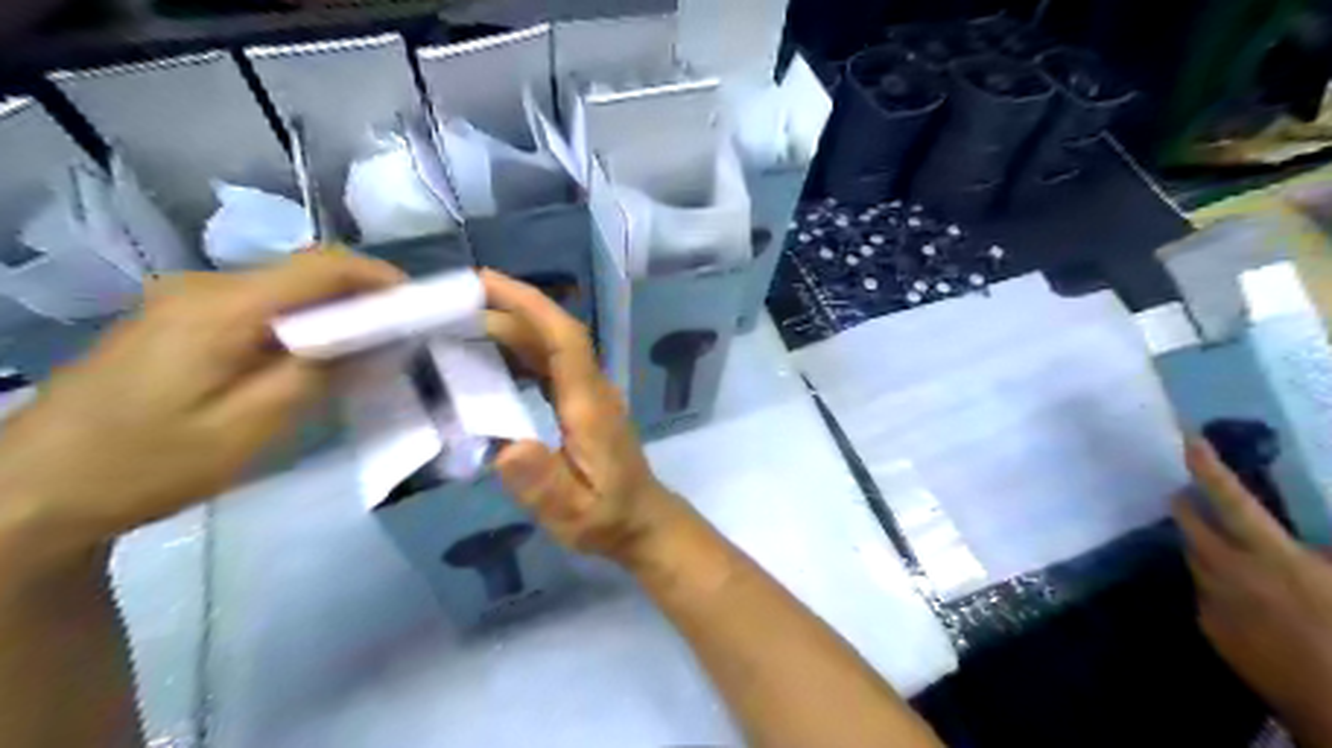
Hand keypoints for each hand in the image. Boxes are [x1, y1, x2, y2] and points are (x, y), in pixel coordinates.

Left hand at [0, 250, 400, 565]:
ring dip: (333, 311)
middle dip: (362, 296)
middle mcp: (203, 288)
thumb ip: (316, 376)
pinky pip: (258, 306)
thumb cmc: (150, 463)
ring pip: (283, 289)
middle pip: (304, 273)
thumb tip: (371, 342)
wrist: (33, 487)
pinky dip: (301, 322)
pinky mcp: (178, 319)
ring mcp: (185, 300)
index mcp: (222, 309)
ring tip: (367, 350)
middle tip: (401, 335)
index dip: (379, 277)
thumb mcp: (249, 429)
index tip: (419, 306)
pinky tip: (311, 358)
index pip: (321, 267)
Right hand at [482, 268, 687, 567]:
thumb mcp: (573, 513)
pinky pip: (550, 365)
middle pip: (553, 335)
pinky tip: (489, 361)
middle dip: (508, 310)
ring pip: (551, 347)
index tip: (485, 283)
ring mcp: (590, 394)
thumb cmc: (607, 518)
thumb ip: (544, 483)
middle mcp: (592, 388)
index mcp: (589, 405)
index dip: (529, 305)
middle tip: (451, 306)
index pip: (564, 340)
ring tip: (460, 326)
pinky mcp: (584, 403)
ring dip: (510, 328)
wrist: (642, 522)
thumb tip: (507, 447)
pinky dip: (519, 352)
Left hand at [1179, 437, 1331, 745]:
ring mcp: (1213, 600)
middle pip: (1188, 522)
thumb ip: (1325, 551)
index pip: (1230, 499)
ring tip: (1223, 541)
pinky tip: (1246, 596)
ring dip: (1202, 543)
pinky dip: (1216, 582)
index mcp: (1273, 557)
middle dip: (1186, 502)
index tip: (1187, 438)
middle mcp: (1230, 571)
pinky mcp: (1209, 627)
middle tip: (1192, 494)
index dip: (1208, 467)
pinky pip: (1205, 592)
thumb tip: (1309, 538)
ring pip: (1194, 557)